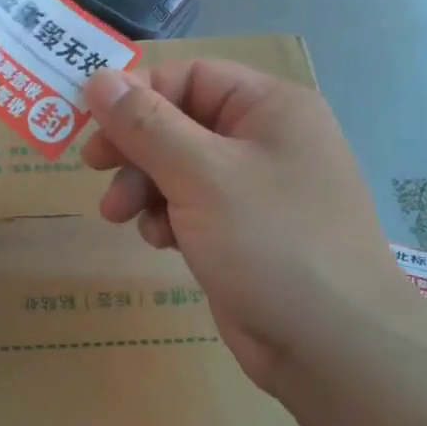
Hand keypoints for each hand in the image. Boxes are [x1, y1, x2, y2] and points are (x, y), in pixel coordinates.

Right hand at [82, 61, 426, 392]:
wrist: (334, 349)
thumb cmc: (270, 242)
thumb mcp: (200, 174)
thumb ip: (145, 123)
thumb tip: (97, 78)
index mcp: (270, 107)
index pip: (190, 76)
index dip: (138, 92)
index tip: (92, 119)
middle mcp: (266, 138)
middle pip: (180, 121)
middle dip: (135, 146)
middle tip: (95, 167)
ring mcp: (257, 188)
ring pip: (180, 166)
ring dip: (144, 185)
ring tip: (119, 214)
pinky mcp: (245, 231)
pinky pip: (192, 205)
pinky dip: (168, 216)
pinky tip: (160, 242)